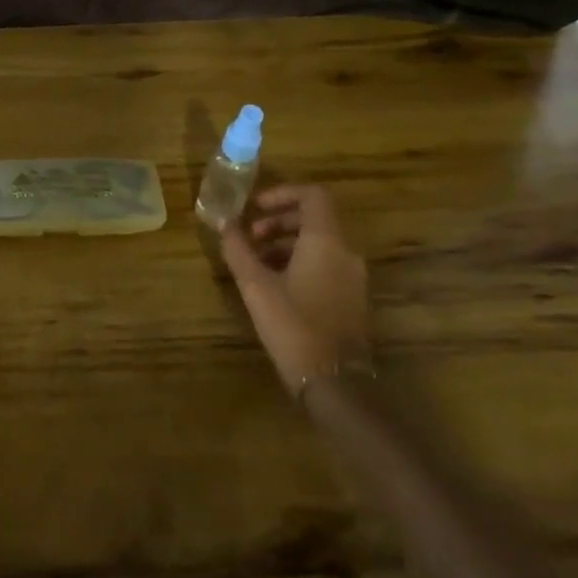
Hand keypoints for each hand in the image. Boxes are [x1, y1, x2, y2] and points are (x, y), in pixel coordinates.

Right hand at [220, 185, 369, 394]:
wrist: (336, 383)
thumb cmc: (294, 326)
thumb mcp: (256, 286)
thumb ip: (239, 250)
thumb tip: (225, 224)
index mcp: (326, 242)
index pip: (313, 195)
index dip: (283, 193)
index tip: (255, 207)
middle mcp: (346, 252)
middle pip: (315, 218)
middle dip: (279, 220)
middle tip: (250, 236)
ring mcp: (352, 277)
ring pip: (319, 243)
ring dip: (286, 242)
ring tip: (255, 261)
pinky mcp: (351, 298)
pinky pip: (325, 264)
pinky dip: (299, 261)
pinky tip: (274, 283)